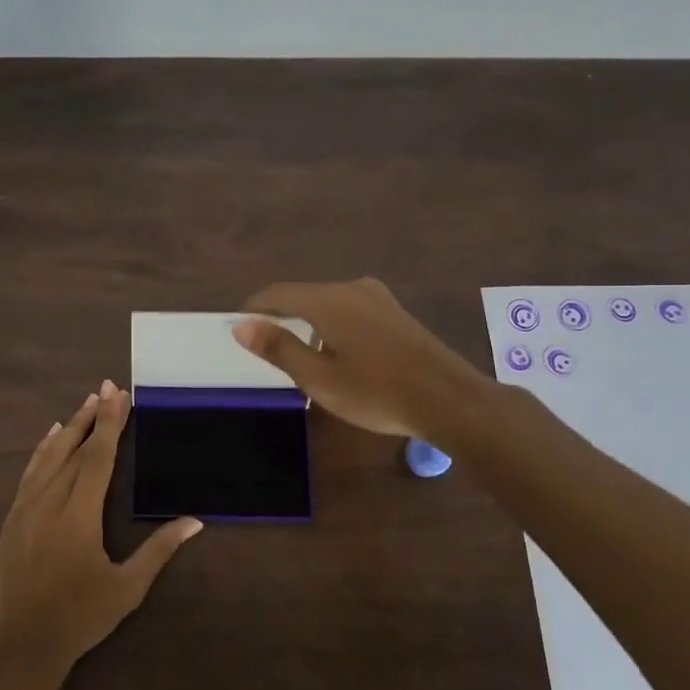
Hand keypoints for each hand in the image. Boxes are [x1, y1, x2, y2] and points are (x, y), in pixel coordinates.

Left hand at [0, 380, 202, 672]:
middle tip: (105, 388)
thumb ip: (159, 550)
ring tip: (84, 404)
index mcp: (79, 513)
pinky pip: (29, 473)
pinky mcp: (11, 519)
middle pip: (73, 448)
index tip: (118, 395)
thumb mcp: (127, 588)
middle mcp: (50, 501)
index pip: (98, 456)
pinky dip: (41, 451)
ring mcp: (26, 508)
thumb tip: (195, 522)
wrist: (21, 646)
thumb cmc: (79, 617)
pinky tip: (49, 438)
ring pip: (48, 456)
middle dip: (92, 417)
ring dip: (67, 428)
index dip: (110, 423)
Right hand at [232, 277, 486, 438]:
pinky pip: (350, 310)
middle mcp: (352, 289)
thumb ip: (279, 348)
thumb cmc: (377, 392)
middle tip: (265, 346)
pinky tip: (336, 353)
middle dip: (281, 316)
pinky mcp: (395, 313)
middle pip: (304, 295)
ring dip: (308, 322)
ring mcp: (378, 299)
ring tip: (298, 354)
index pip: (278, 293)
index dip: (255, 308)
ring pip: (328, 303)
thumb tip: (241, 325)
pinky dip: (331, 325)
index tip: (239, 327)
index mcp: (329, 300)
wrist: (450, 401)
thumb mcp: (319, 378)